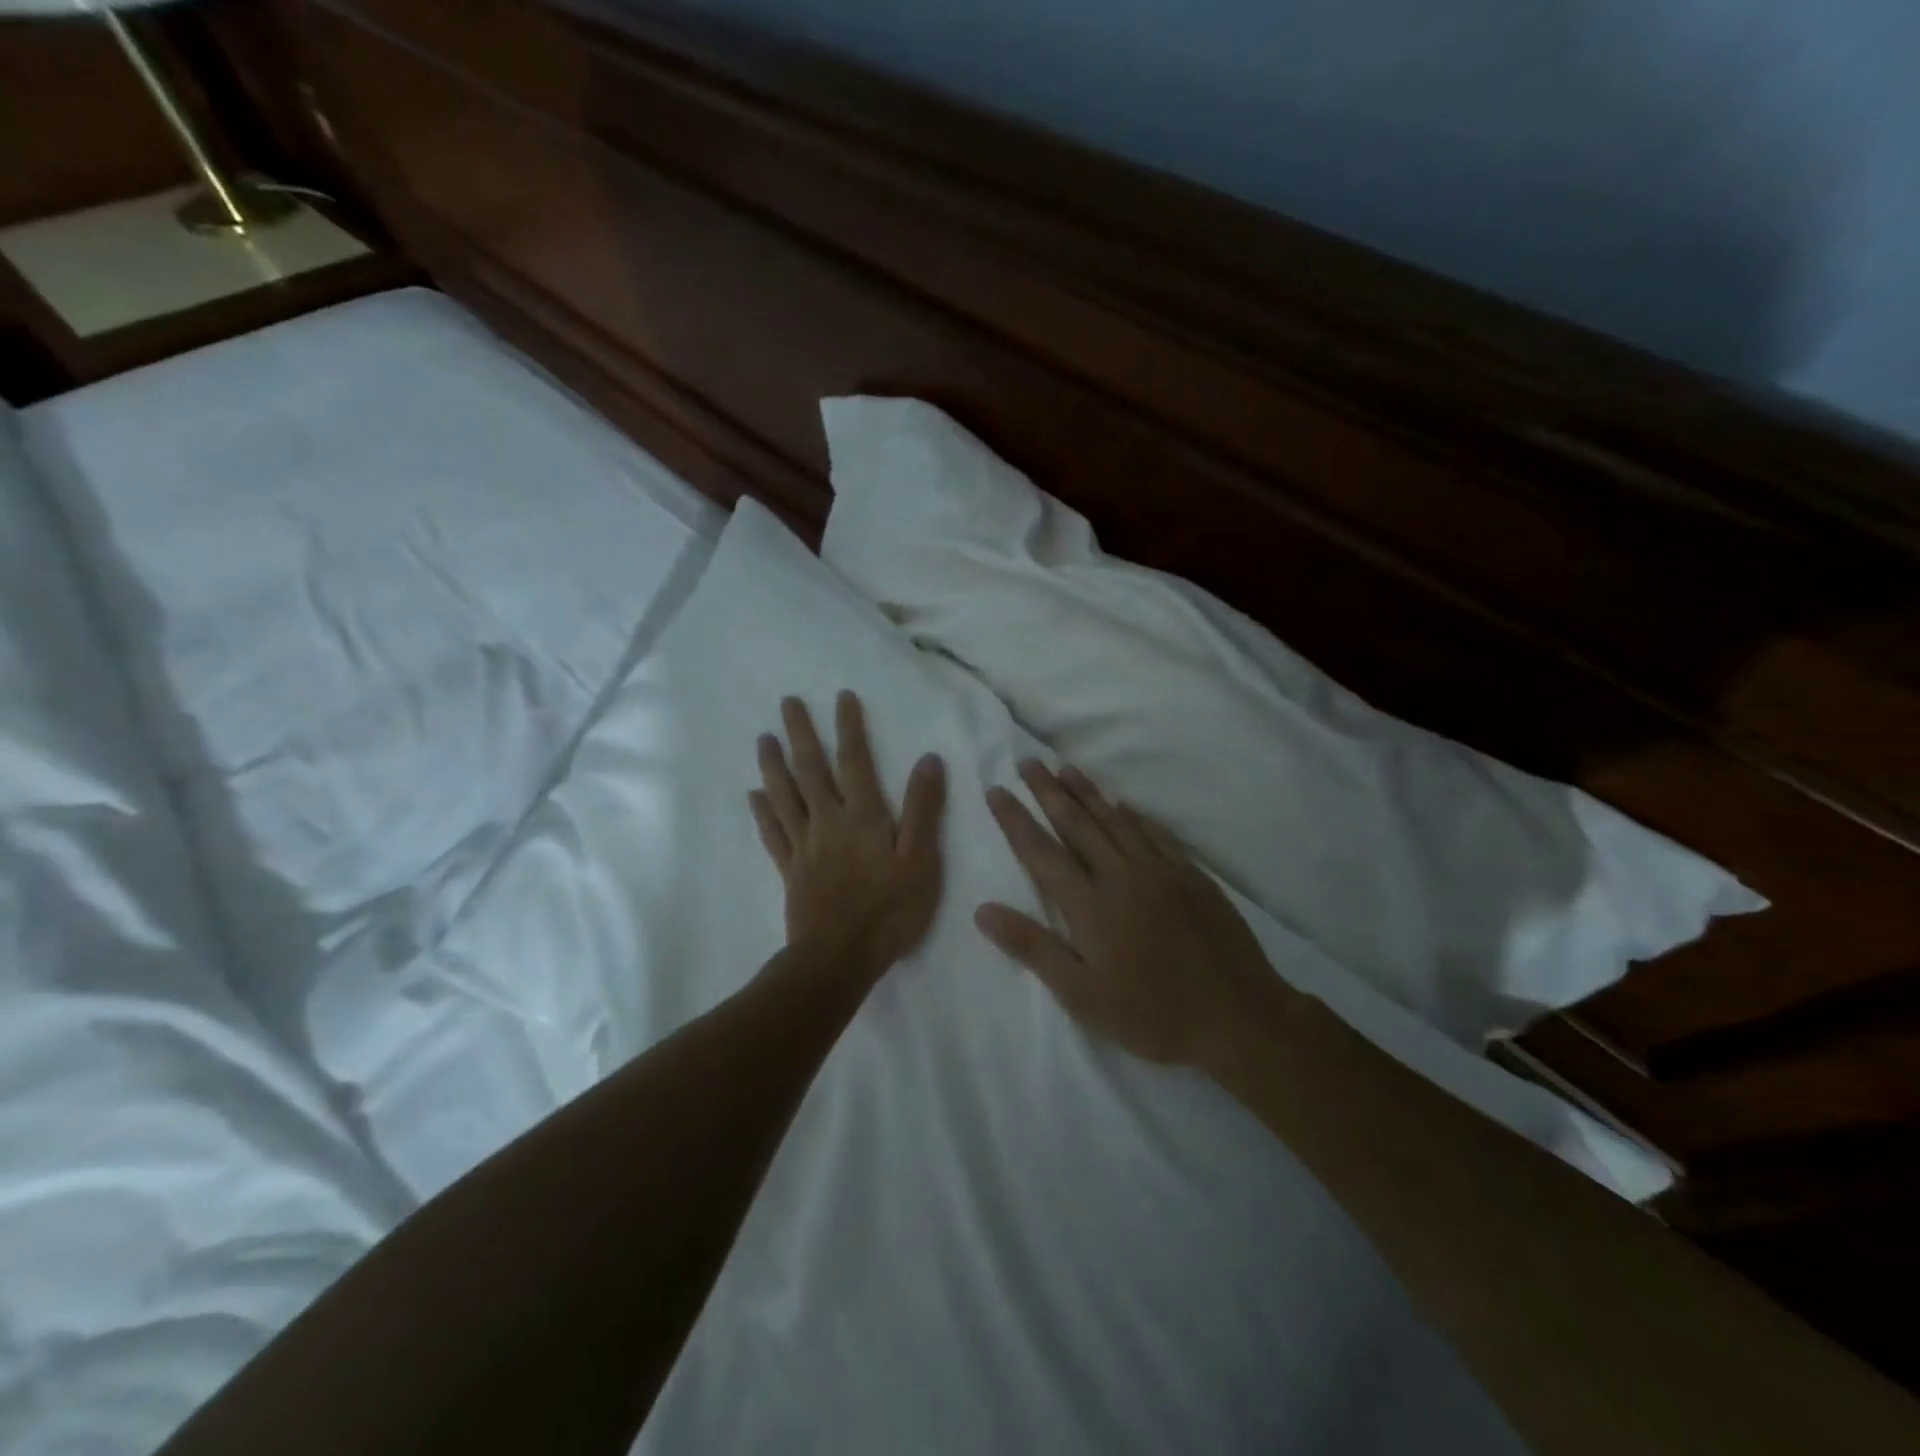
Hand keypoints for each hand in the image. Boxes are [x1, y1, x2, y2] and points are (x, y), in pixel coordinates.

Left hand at [750, 692, 947, 980]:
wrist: (839, 958)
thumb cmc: (889, 910)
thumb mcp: (921, 860)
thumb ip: (923, 809)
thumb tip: (927, 760)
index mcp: (862, 816)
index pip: (855, 761)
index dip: (849, 727)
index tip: (841, 696)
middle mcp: (828, 822)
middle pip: (811, 770)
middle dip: (800, 733)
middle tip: (786, 702)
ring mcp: (805, 846)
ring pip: (784, 796)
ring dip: (773, 764)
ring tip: (764, 738)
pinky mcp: (791, 870)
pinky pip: (773, 834)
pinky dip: (763, 812)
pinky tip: (753, 795)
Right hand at [977, 761, 1285, 1067]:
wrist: (1237, 1015)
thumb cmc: (1151, 1013)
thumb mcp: (1081, 995)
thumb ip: (1032, 947)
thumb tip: (982, 910)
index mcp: (1089, 904)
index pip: (1040, 851)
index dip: (1015, 818)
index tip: (996, 788)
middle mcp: (1120, 875)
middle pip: (1076, 823)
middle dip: (1048, 790)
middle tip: (1028, 761)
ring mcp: (1160, 870)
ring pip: (1115, 819)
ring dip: (1087, 791)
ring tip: (1065, 768)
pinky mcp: (1191, 875)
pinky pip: (1155, 832)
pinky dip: (1133, 814)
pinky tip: (1124, 803)